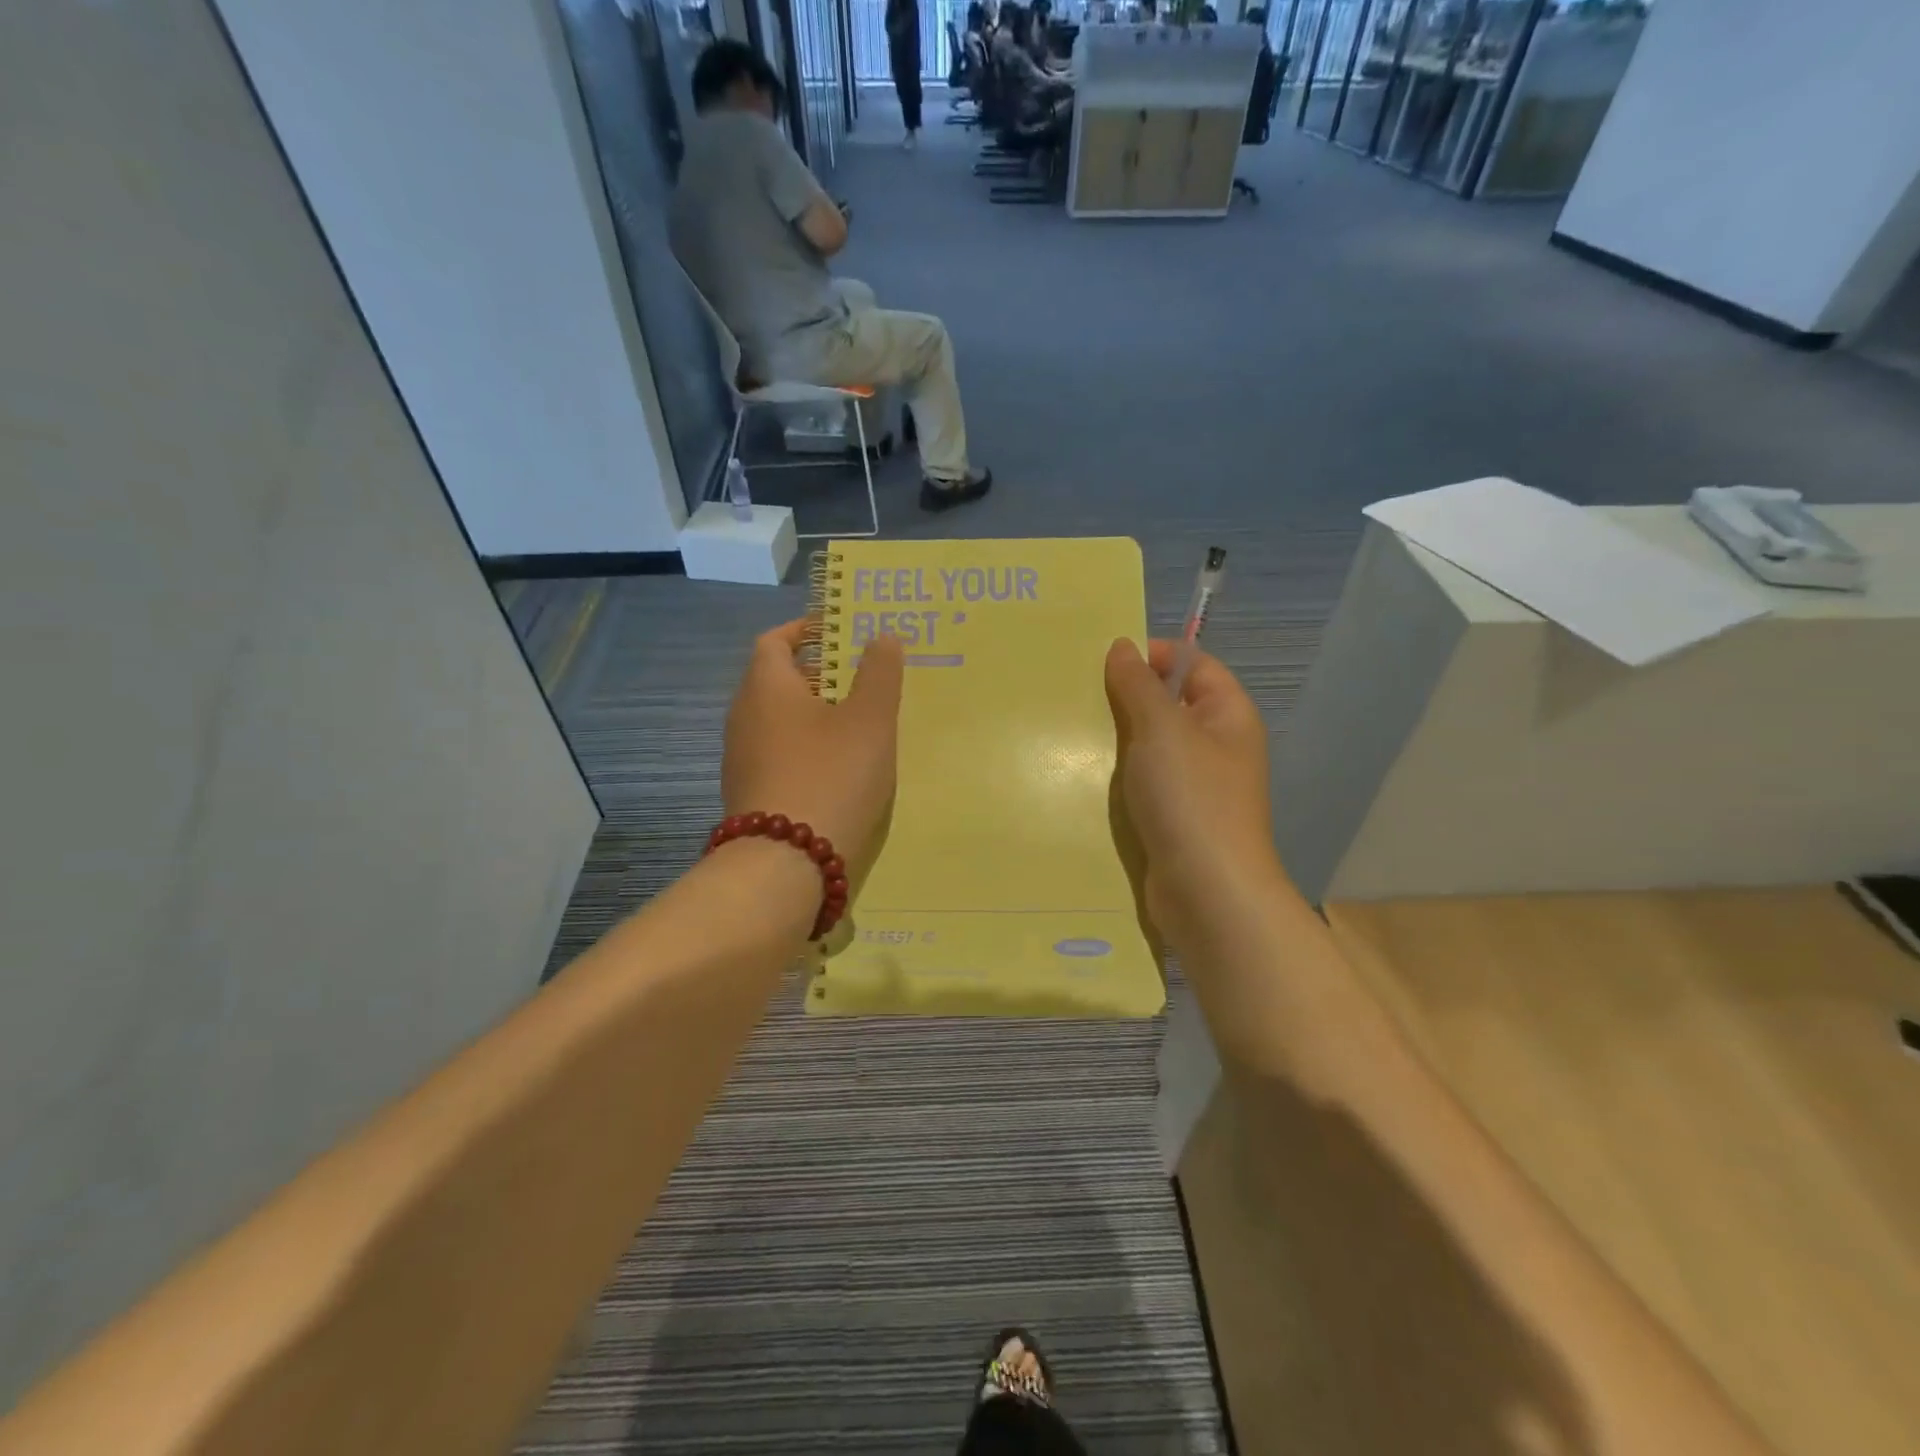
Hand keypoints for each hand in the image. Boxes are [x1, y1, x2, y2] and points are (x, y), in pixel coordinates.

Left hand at [722, 621, 902, 870]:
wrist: (785, 865)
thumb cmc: (831, 776)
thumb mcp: (869, 720)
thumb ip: (879, 673)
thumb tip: (882, 636)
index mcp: (766, 687)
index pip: (775, 640)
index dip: (807, 630)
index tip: (842, 633)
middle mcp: (744, 716)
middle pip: (778, 680)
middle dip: (820, 673)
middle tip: (864, 677)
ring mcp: (742, 759)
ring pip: (779, 720)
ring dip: (814, 714)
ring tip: (860, 722)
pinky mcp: (750, 794)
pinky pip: (779, 754)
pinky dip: (806, 748)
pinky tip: (839, 768)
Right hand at [1104, 639, 1278, 946]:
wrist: (1206, 893)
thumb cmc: (1191, 799)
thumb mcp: (1161, 729)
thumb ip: (1139, 685)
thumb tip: (1122, 646)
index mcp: (1228, 715)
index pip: (1194, 664)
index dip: (1153, 655)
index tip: (1103, 662)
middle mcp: (1216, 746)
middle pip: (1169, 704)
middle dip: (1126, 698)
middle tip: (1077, 695)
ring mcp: (1195, 786)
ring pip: (1150, 747)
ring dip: (1116, 740)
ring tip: (1070, 732)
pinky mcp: (1173, 819)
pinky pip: (1143, 783)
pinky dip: (1117, 776)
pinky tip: (1081, 776)